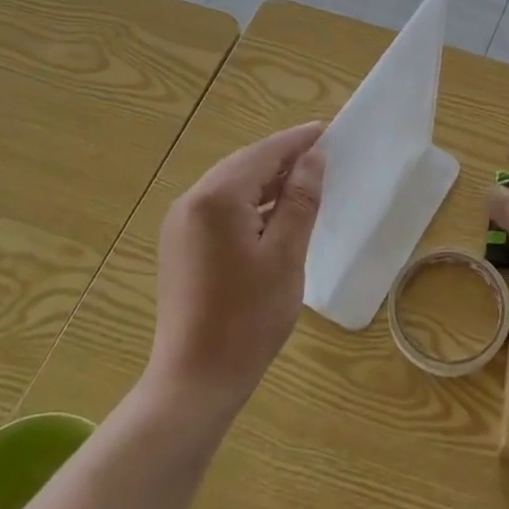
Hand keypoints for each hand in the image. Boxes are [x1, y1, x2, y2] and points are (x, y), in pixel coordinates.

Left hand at [149, 122, 325, 410]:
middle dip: (282, 158)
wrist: (195, 379)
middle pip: (244, 165)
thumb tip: (313, 159)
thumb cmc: (249, 317)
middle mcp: (192, 201)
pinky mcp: (180, 245)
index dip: (297, 141)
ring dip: (266, 181)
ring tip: (305, 182)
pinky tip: (274, 214)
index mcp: (217, 198)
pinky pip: (219, 208)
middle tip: (321, 155)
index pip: (264, 153)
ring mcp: (180, 224)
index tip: (327, 130)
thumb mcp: (286, 255)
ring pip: (230, 186)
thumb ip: (300, 201)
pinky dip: (249, 203)